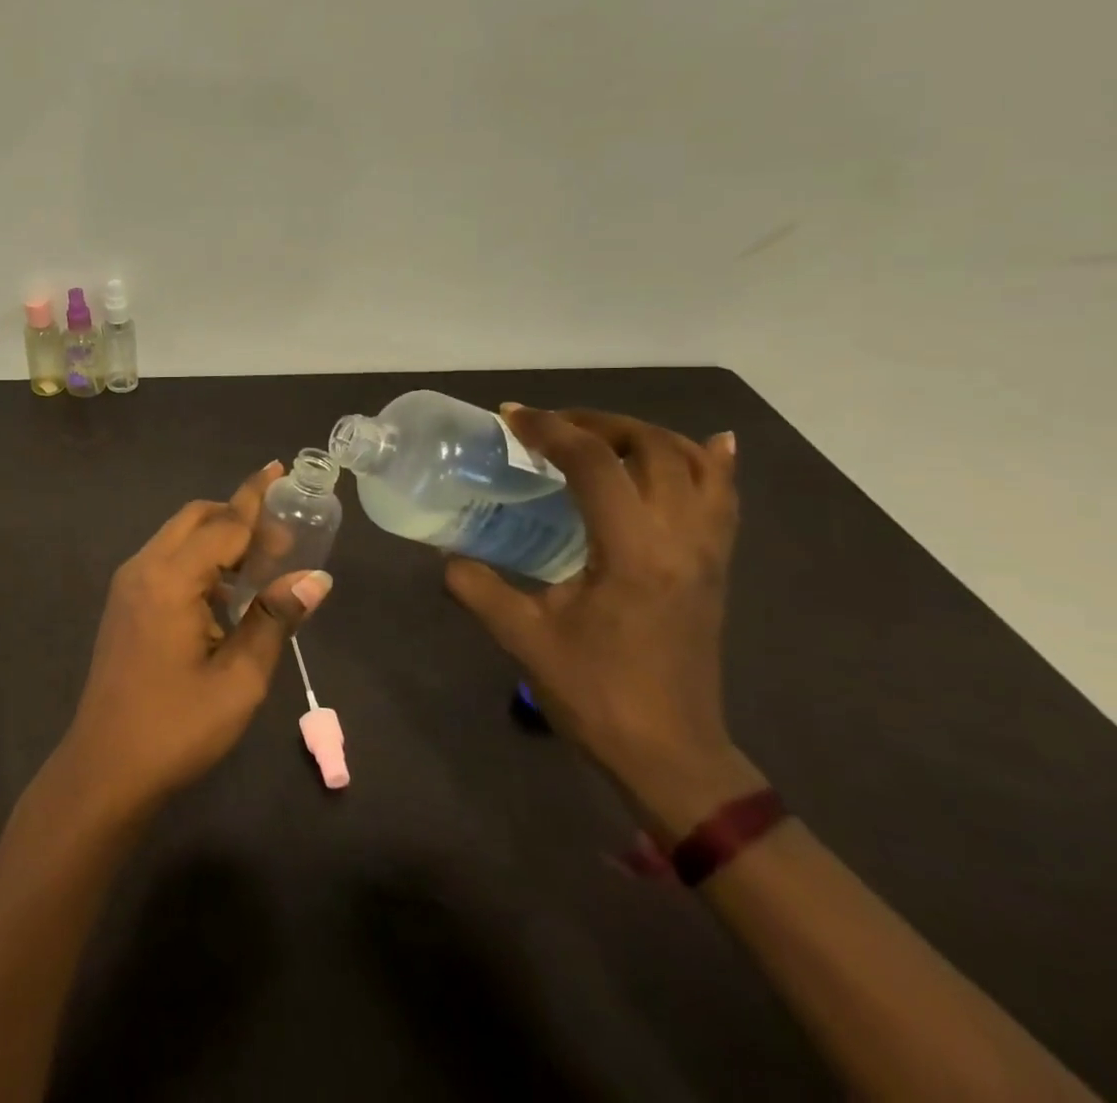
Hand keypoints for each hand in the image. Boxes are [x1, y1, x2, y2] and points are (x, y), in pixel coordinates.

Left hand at [54, 461, 333, 814]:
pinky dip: (198, 560)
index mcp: (170, 579)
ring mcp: (128, 585)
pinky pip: (166, 561)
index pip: (223, 524)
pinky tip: (225, 595)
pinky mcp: (124, 603)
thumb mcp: (239, 678)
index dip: (256, 499)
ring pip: (178, 537)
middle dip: (237, 516)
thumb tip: (316, 578)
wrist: (105, 767)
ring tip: (261, 566)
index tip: (280, 470)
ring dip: (217, 539)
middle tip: (282, 539)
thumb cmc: (177, 727)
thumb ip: (274, 619)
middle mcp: (143, 568)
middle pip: (195, 518)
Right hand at [445, 407, 761, 833]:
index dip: (550, 430)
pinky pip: (725, 497)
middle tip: (549, 427)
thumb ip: (478, 587)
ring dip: (645, 436)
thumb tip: (448, 556)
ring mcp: (708, 552)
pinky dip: (711, 462)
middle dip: (597, 423)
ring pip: (695, 464)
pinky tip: (705, 445)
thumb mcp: (523, 638)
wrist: (671, 756)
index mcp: (633, 552)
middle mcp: (681, 539)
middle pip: (652, 448)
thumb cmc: (596, 695)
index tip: (511, 417)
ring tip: (600, 435)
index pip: (595, 464)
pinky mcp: (717, 567)